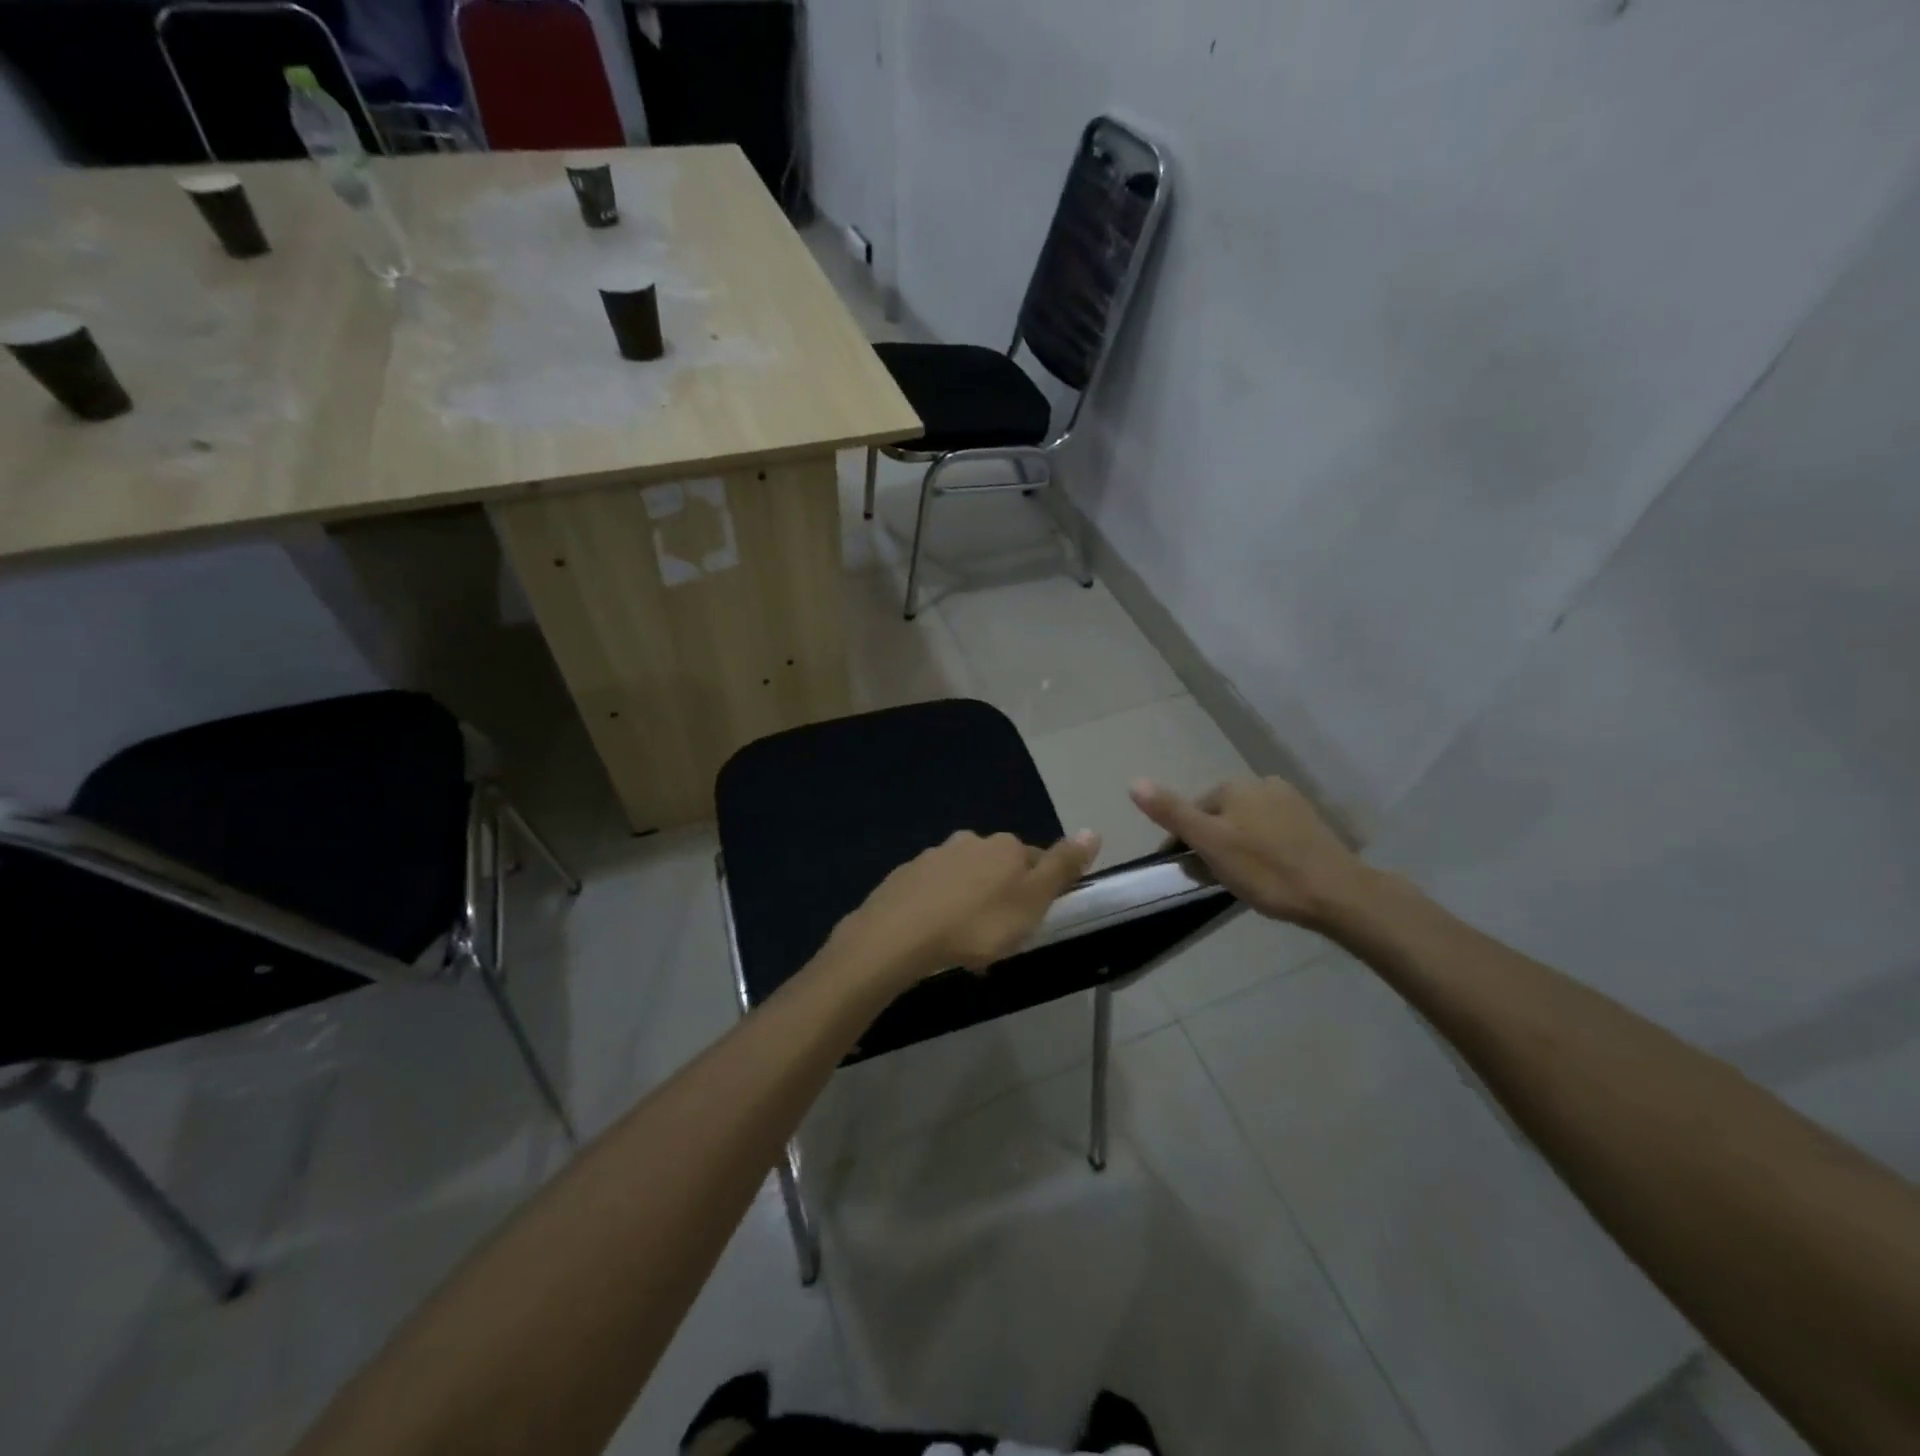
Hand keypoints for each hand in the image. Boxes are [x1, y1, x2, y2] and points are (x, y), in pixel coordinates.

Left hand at [837, 829, 1100, 990]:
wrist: (899, 935)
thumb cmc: (977, 924)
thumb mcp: (1033, 901)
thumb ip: (1063, 866)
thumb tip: (1093, 831)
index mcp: (1004, 846)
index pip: (1034, 860)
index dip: (1037, 891)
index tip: (1031, 921)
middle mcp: (969, 841)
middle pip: (997, 867)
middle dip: (1000, 896)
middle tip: (999, 936)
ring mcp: (933, 856)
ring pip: (963, 879)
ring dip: (969, 903)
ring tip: (966, 943)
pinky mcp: (905, 876)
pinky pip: (933, 892)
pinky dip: (939, 909)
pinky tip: (936, 937)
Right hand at [1129, 776, 1366, 927]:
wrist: (1338, 894)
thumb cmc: (1266, 869)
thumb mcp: (1210, 843)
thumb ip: (1172, 812)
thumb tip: (1134, 781)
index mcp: (1234, 787)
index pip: (1192, 811)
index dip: (1181, 841)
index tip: (1181, 871)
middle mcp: (1262, 784)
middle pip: (1219, 815)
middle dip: (1209, 842)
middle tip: (1209, 879)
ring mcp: (1290, 802)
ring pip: (1245, 824)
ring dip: (1234, 846)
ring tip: (1238, 880)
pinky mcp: (1311, 824)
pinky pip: (1270, 833)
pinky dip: (1260, 849)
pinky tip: (1267, 873)